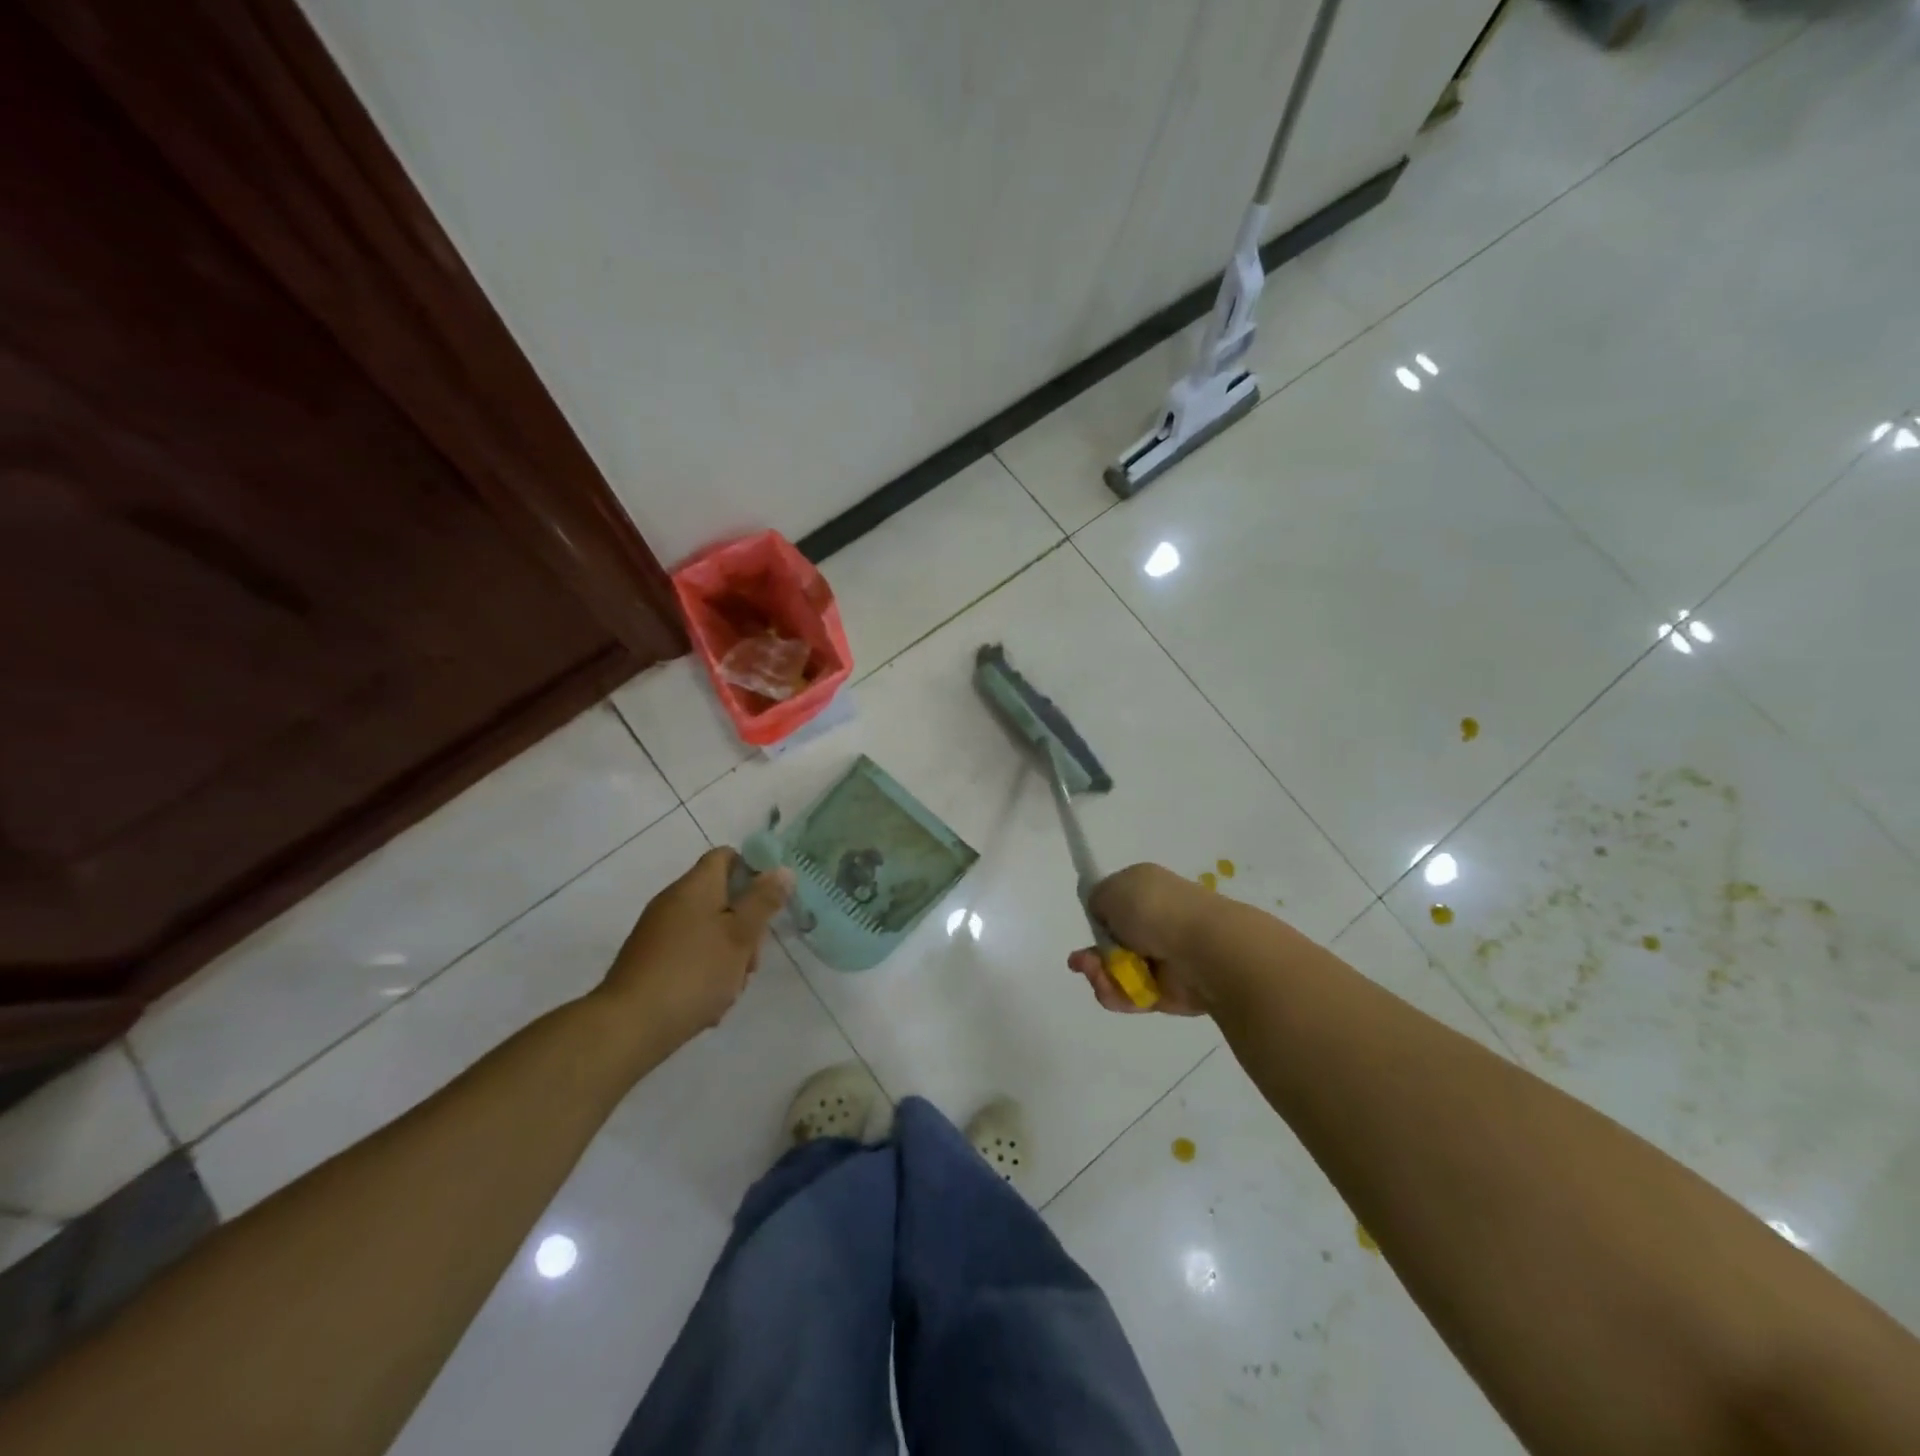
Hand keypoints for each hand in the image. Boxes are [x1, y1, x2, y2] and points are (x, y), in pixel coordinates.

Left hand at [598, 848, 794, 1047]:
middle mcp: (673, 902)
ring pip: (709, 932)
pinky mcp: (649, 962)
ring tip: (731, 988)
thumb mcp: (741, 935)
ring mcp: (658, 933)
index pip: (726, 857)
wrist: (628, 1027)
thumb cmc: (694, 972)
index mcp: (695, 886)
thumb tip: (782, 869)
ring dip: (728, 956)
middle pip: (721, 899)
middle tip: (751, 960)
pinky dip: (704, 973)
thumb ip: (763, 901)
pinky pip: (689, 956)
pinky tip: (709, 1003)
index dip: (753, 871)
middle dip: (745, 927)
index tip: (769, 901)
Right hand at [1068, 862, 1219, 1015]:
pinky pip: (1129, 995)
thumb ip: (1097, 899)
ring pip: (1116, 971)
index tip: (1090, 924)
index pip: (1116, 904)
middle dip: (1091, 953)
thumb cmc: (1155, 909)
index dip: (1098, 916)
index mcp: (1148, 890)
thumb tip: (1103, 914)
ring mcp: (1161, 958)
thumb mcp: (1111, 889)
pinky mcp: (1165, 992)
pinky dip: (1115, 994)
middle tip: (1082, 961)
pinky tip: (1110, 988)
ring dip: (1099, 974)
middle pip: (1111, 942)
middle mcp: (1156, 922)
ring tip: (1097, 974)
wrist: (1203, 950)